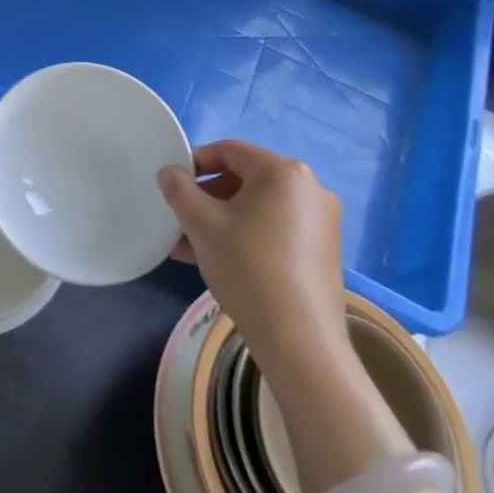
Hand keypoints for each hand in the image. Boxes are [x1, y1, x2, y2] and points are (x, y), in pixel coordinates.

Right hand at [158, 141, 349, 364]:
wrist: (299, 342)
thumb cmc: (247, 268)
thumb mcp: (201, 224)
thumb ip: (178, 189)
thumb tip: (170, 172)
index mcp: (283, 172)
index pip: (228, 151)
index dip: (194, 163)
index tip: (171, 186)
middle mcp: (309, 188)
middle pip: (244, 179)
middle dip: (206, 197)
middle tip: (179, 219)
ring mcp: (321, 221)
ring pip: (257, 207)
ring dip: (221, 219)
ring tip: (189, 245)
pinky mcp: (323, 250)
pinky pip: (275, 228)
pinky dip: (245, 235)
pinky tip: (218, 260)